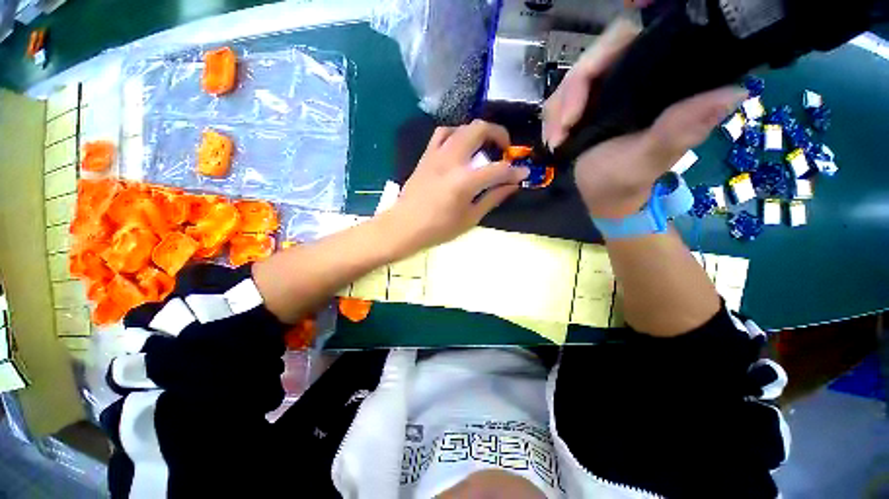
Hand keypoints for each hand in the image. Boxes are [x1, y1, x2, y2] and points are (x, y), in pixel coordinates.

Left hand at [387, 120, 528, 250]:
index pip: (498, 169)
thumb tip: (512, 185)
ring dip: (477, 132)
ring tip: (483, 146)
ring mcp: (436, 155)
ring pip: (461, 127)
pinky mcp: (426, 156)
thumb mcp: (470, 218)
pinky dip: (456, 134)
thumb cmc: (439, 228)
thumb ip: (493, 198)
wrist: (405, 226)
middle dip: (499, 134)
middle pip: (479, 129)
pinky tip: (460, 145)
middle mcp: (452, 160)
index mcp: (465, 181)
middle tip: (504, 149)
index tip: (523, 173)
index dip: (515, 171)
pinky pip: (442, 133)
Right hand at [542, 18, 747, 218]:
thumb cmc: (625, 181)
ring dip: (557, 110)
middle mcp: (632, 77)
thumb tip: (734, 92)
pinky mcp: (583, 106)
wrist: (600, 198)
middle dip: (572, 91)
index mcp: (658, 80)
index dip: (610, 45)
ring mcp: (604, 91)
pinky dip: (551, 120)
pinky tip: (553, 141)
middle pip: (595, 57)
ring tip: (556, 142)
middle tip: (564, 127)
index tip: (587, 77)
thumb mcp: (649, 158)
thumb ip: (679, 129)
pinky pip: (559, 100)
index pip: (634, 37)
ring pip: (572, 80)